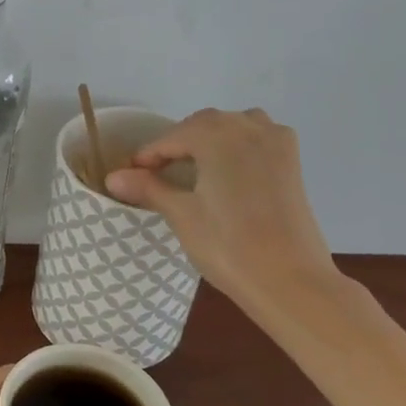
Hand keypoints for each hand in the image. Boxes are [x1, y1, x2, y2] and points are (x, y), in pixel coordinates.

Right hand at [105, 107, 339, 314]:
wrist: (290, 281)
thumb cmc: (228, 246)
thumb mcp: (181, 215)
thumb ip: (148, 188)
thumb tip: (112, 177)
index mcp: (217, 136)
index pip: (172, 137)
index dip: (148, 155)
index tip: (131, 175)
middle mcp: (248, 128)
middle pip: (203, 124)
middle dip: (178, 143)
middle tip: (156, 173)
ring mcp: (276, 143)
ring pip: (234, 126)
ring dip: (211, 138)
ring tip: (194, 167)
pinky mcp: (292, 163)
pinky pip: (259, 138)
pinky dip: (240, 144)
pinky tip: (230, 169)